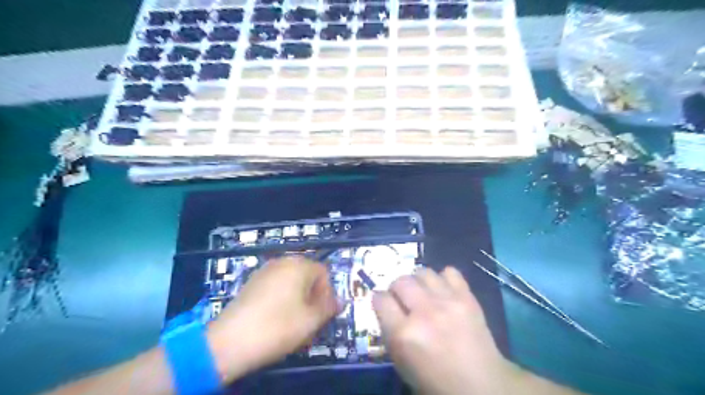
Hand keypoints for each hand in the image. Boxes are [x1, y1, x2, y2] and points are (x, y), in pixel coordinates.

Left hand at [207, 257, 338, 380]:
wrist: (228, 342)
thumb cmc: (277, 327)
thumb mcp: (311, 321)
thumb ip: (329, 308)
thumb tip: (339, 301)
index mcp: (299, 266)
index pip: (324, 273)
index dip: (327, 293)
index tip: (322, 314)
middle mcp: (282, 262)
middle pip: (307, 276)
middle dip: (313, 297)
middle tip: (310, 320)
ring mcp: (264, 271)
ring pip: (291, 282)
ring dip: (298, 299)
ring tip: (293, 322)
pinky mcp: (251, 283)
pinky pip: (275, 287)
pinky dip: (281, 299)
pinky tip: (275, 319)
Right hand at [374, 267, 515, 392]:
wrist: (481, 384)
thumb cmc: (435, 379)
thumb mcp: (401, 362)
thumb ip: (390, 331)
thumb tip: (386, 306)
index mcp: (404, 334)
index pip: (381, 299)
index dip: (380, 300)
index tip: (385, 304)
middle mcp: (424, 313)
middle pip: (400, 281)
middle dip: (397, 288)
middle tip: (403, 298)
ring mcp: (447, 302)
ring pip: (423, 272)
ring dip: (418, 281)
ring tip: (423, 292)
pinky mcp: (467, 297)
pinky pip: (450, 272)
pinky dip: (443, 278)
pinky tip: (443, 290)